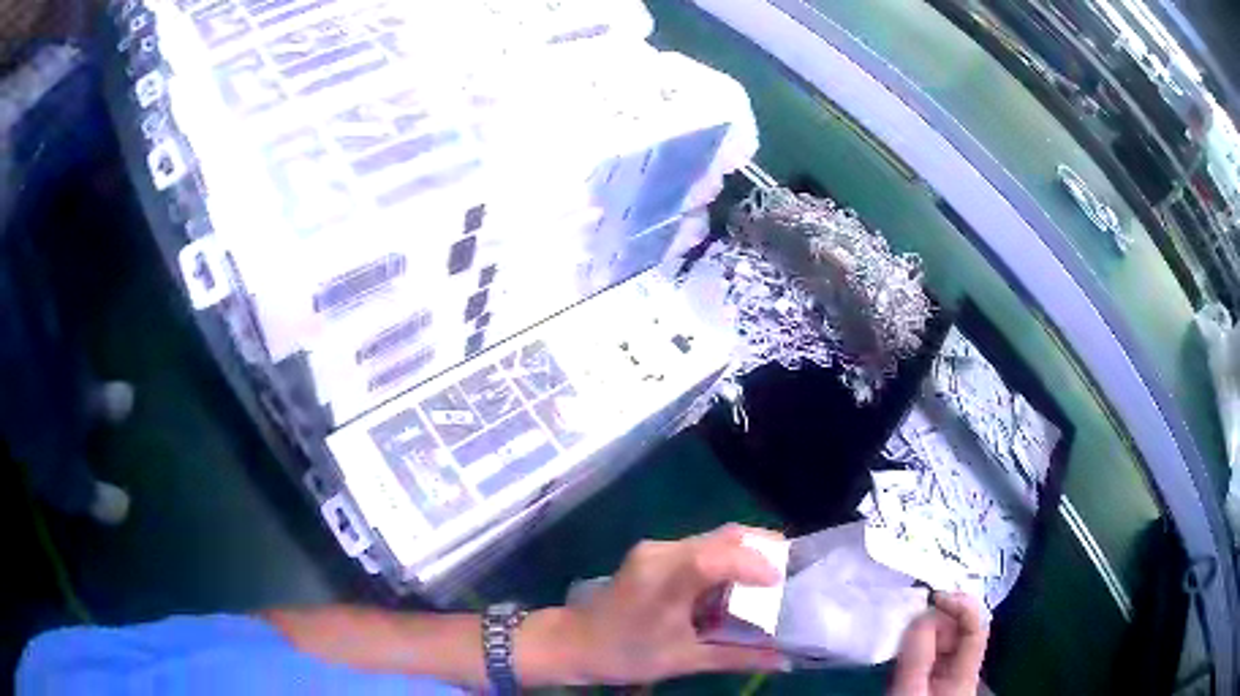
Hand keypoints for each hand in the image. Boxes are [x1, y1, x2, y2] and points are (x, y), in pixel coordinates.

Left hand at [542, 524, 788, 684]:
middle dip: (761, 549)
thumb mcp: (684, 660)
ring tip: (768, 579)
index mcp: (665, 579)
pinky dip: (725, 558)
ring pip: (713, 537)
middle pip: (722, 536)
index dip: (754, 564)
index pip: (716, 556)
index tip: (781, 582)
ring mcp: (655, 549)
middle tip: (788, 573)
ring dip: (744, 552)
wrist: (573, 643)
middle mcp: (661, 553)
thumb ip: (737, 657)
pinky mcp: (652, 553)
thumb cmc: (625, 655)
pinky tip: (736, 582)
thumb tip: (783, 660)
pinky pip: (699, 545)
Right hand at [889, 593, 988, 695]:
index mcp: (965, 674)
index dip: (962, 605)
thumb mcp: (909, 693)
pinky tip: (905, 649)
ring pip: (946, 639)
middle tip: (909, 628)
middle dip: (938, 620)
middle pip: (961, 630)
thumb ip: (917, 656)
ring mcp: (948, 674)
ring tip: (903, 640)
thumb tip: (923, 613)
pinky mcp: (932, 678)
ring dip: (926, 631)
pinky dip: (919, 643)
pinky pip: (932, 651)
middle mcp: (962, 668)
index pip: (977, 627)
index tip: (934, 596)